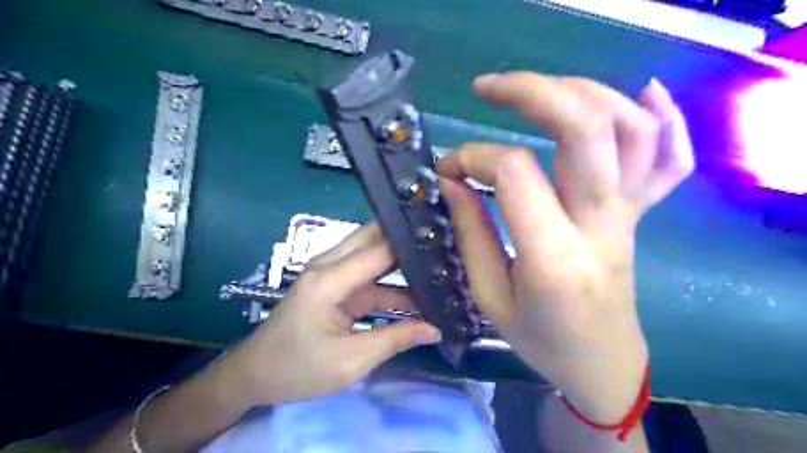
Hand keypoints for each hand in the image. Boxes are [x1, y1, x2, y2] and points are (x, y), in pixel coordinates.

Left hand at [211, 227, 440, 406]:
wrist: (255, 375)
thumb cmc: (297, 369)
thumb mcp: (350, 361)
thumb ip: (395, 339)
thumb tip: (436, 329)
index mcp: (329, 279)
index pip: (380, 250)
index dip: (413, 247)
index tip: (445, 247)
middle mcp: (329, 265)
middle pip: (375, 239)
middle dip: (409, 244)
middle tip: (444, 253)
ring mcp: (331, 272)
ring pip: (374, 255)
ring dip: (403, 265)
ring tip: (440, 274)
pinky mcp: (335, 284)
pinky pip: (370, 276)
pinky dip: (392, 283)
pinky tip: (417, 295)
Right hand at [438, 73, 697, 425]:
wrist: (602, 363)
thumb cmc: (540, 340)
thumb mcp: (489, 296)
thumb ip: (471, 233)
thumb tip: (453, 181)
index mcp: (553, 258)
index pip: (514, 173)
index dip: (473, 157)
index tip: (449, 169)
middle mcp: (600, 226)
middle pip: (583, 129)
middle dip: (531, 91)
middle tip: (488, 86)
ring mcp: (629, 216)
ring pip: (631, 129)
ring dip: (585, 92)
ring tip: (541, 89)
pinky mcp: (639, 215)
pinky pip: (669, 160)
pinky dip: (666, 118)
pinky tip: (644, 91)